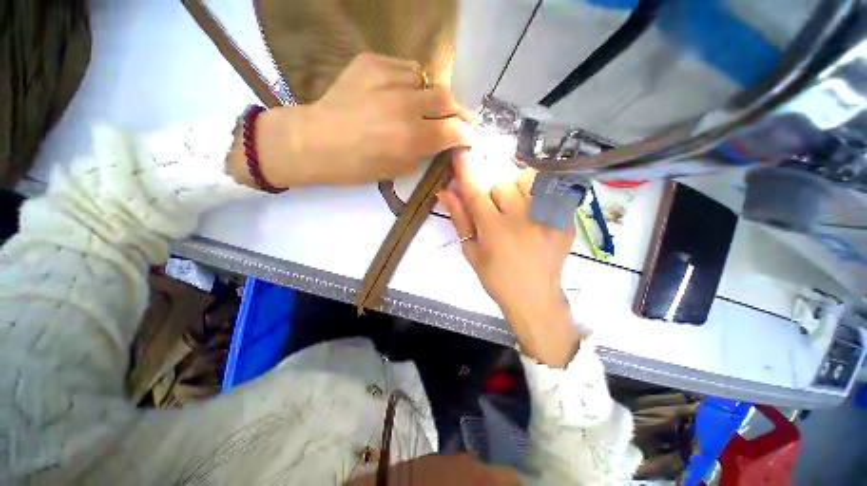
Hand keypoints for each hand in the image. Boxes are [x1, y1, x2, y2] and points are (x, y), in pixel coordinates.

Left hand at [228, 53, 474, 188]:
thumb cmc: (357, 167)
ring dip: (433, 96)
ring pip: (428, 80)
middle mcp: (405, 106)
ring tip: (425, 106)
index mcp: (411, 139)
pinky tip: (403, 93)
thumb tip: (441, 141)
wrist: (315, 141)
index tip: (470, 137)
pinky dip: (412, 82)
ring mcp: (388, 79)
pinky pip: (406, 68)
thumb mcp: (398, 170)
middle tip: (459, 119)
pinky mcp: (372, 62)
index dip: (467, 134)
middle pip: (447, 98)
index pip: (454, 130)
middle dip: (459, 111)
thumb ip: (424, 153)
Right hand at [439, 150, 579, 366]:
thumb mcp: (472, 251)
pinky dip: (539, 193)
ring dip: (516, 186)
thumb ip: (460, 219)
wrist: (534, 297)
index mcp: (494, 230)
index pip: (475, 191)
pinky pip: (551, 191)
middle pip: (502, 182)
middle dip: (492, 189)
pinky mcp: (565, 220)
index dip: (465, 170)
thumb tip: (446, 192)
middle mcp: (522, 219)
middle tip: (493, 207)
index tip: (460, 154)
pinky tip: (535, 210)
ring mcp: (547, 218)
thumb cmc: (496, 278)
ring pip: (528, 179)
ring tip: (516, 203)